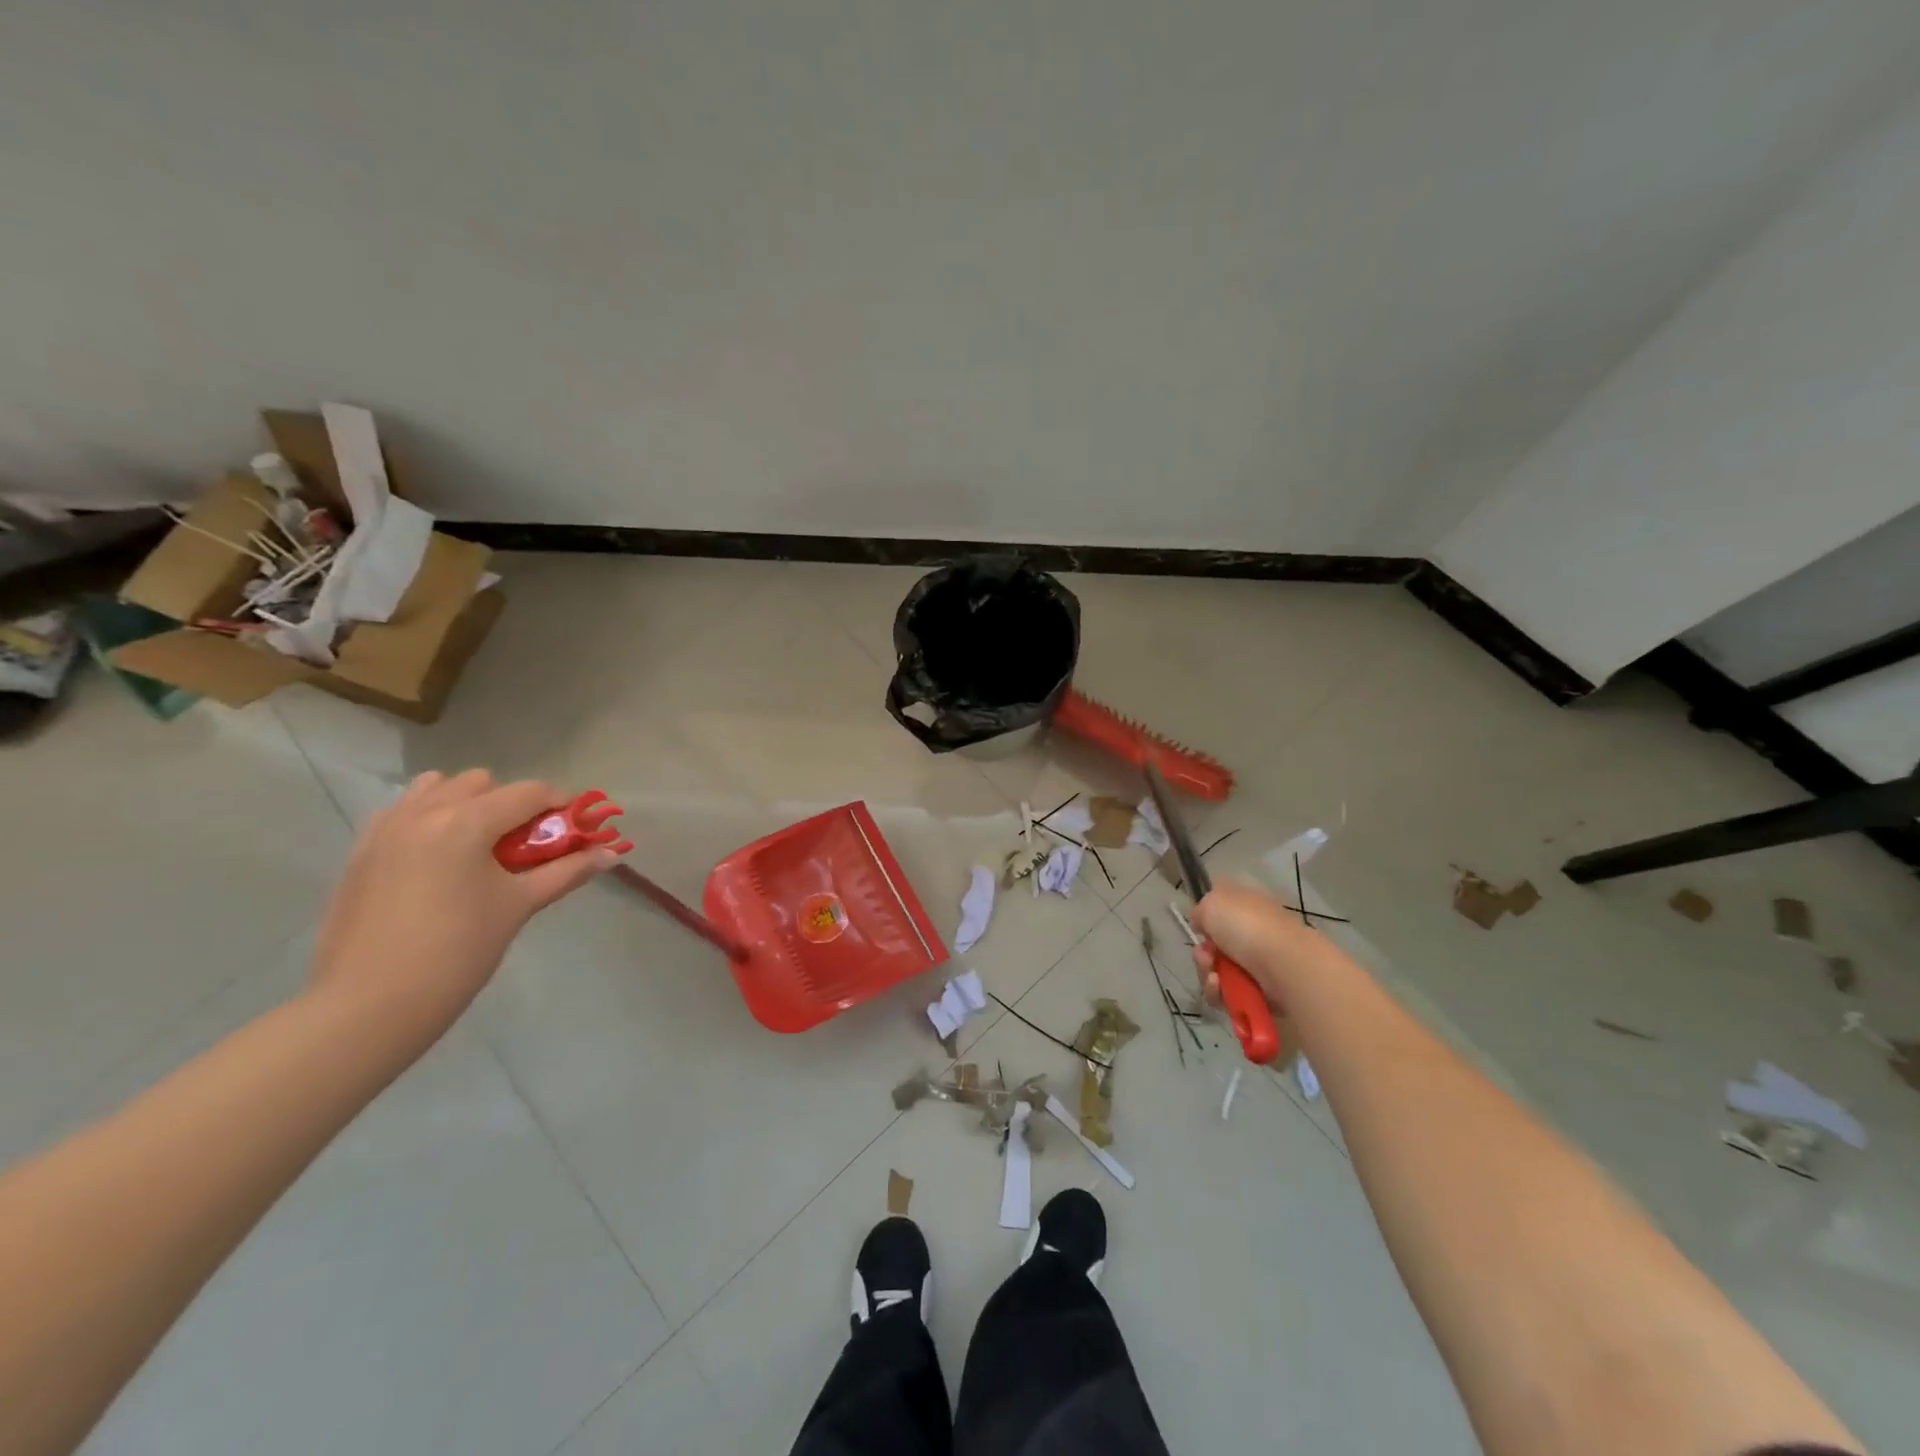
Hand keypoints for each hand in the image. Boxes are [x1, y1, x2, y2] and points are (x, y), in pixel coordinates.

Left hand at [309, 770, 616, 1034]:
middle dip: (512, 804)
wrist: (369, 1006)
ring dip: (467, 804)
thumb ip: (567, 871)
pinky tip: (441, 861)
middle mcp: (423, 812)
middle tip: (526, 845)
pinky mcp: (361, 852)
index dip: (561, 805)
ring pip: (437, 788)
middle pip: (482, 783)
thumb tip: (612, 853)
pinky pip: (403, 812)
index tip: (578, 828)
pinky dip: (430, 819)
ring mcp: (385, 829)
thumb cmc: (457, 952)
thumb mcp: (519, 906)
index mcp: (465, 822)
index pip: (529, 793)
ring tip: (479, 847)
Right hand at [1190, 880, 1319, 1009]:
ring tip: (1214, 978)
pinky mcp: (1261, 993)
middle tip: (1206, 957)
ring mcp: (1259, 964)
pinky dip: (1219, 993)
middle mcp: (1254, 933)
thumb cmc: (1248, 926)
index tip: (1198, 928)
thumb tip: (1201, 923)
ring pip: (1218, 972)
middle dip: (1203, 954)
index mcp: (1247, 906)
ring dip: (1207, 975)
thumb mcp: (1213, 902)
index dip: (1205, 921)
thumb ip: (1200, 910)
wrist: (1284, 965)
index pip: (1221, 911)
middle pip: (1215, 947)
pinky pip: (1228, 994)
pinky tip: (1220, 988)